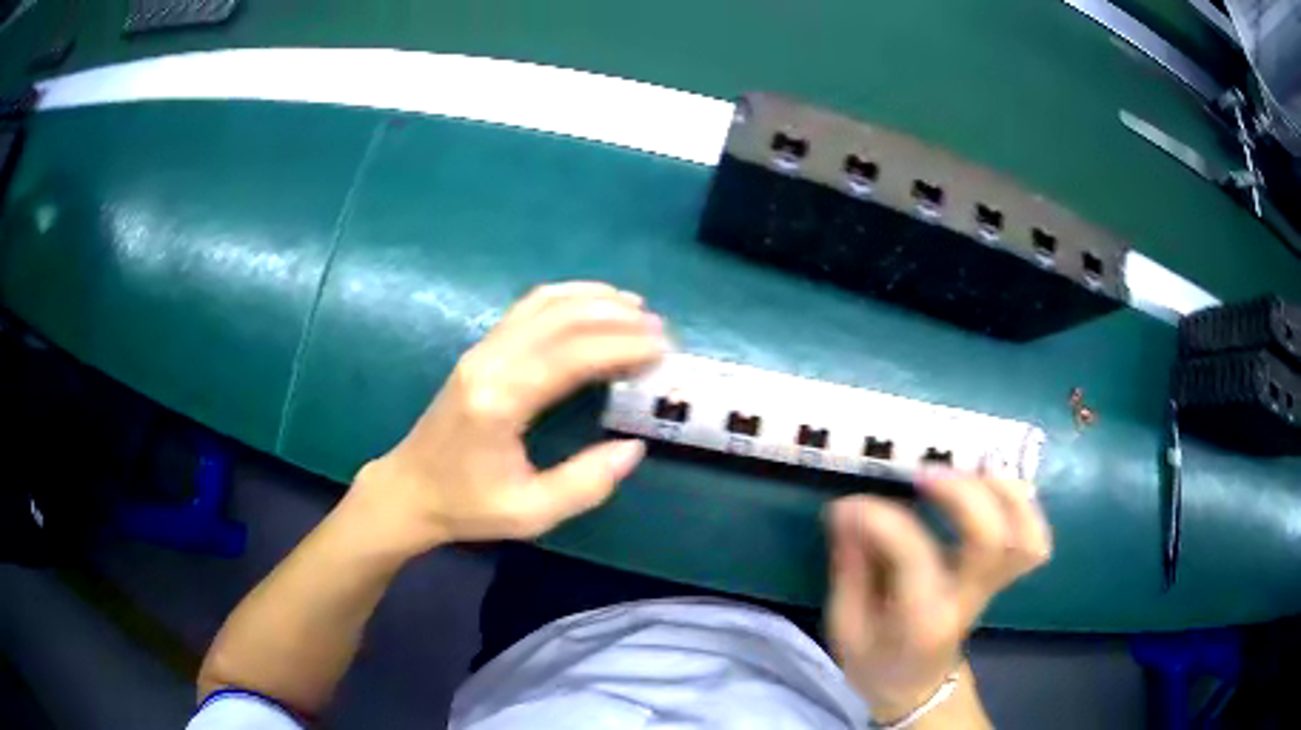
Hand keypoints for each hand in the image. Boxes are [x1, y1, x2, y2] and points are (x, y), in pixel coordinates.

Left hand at [349, 282, 667, 554]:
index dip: (622, 346)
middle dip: (617, 318)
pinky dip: (567, 298)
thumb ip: (586, 483)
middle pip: (562, 318)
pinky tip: (594, 306)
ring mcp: (481, 349)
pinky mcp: (480, 349)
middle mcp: (489, 362)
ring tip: (637, 308)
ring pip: (544, 303)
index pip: (571, 354)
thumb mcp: (531, 512)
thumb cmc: (467, 506)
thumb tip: (633, 447)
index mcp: (500, 401)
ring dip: (594, 299)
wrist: (409, 490)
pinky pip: (528, 308)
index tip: (663, 350)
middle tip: (661, 331)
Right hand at [825, 471, 1051, 720]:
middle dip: (961, 493)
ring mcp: (993, 586)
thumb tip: (847, 510)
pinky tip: (992, 486)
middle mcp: (966, 600)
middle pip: (991, 539)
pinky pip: (1033, 537)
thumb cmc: (876, 662)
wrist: (918, 688)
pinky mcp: (1003, 574)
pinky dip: (1022, 504)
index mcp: (921, 621)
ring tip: (967, 470)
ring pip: (1026, 535)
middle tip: (923, 475)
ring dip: (1003, 492)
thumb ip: (849, 569)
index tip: (850, 506)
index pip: (914, 558)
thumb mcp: (846, 627)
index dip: (882, 520)